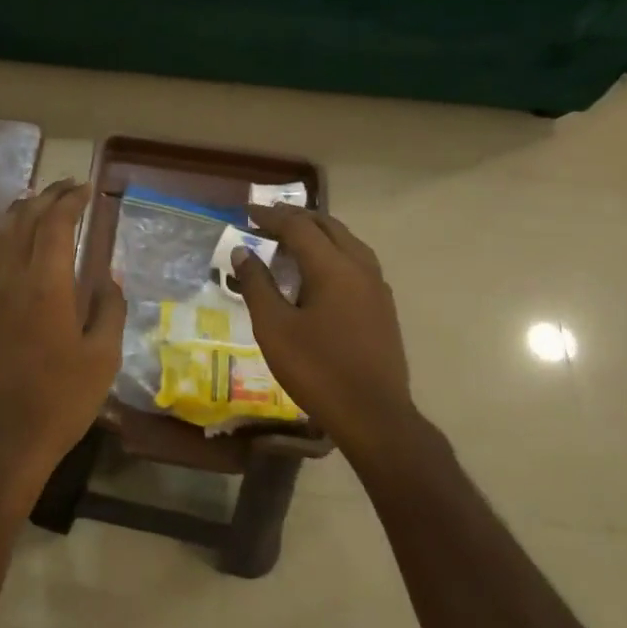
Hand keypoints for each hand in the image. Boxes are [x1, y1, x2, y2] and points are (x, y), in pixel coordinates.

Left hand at [0, 180, 124, 496]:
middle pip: (22, 219)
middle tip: (66, 188)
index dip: (70, 200)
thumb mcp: (102, 358)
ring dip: (19, 213)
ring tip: (37, 204)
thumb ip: (110, 309)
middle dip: (45, 197)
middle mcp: (7, 278)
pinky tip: (10, 249)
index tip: (85, 189)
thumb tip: (111, 276)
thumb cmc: (59, 401)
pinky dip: (1, 241)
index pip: (55, 223)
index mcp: (45, 284)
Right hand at [231, 204, 419, 448]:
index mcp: (333, 267)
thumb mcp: (274, 328)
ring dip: (318, 234)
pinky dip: (333, 253)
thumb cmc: (317, 370)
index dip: (271, 216)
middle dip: (297, 219)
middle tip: (268, 220)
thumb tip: (242, 251)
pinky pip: (357, 262)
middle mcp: (360, 267)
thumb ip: (257, 285)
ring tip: (292, 240)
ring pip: (347, 242)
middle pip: (328, 227)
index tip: (247, 212)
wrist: (374, 415)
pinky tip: (319, 272)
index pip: (299, 227)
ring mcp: (377, 287)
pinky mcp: (383, 306)